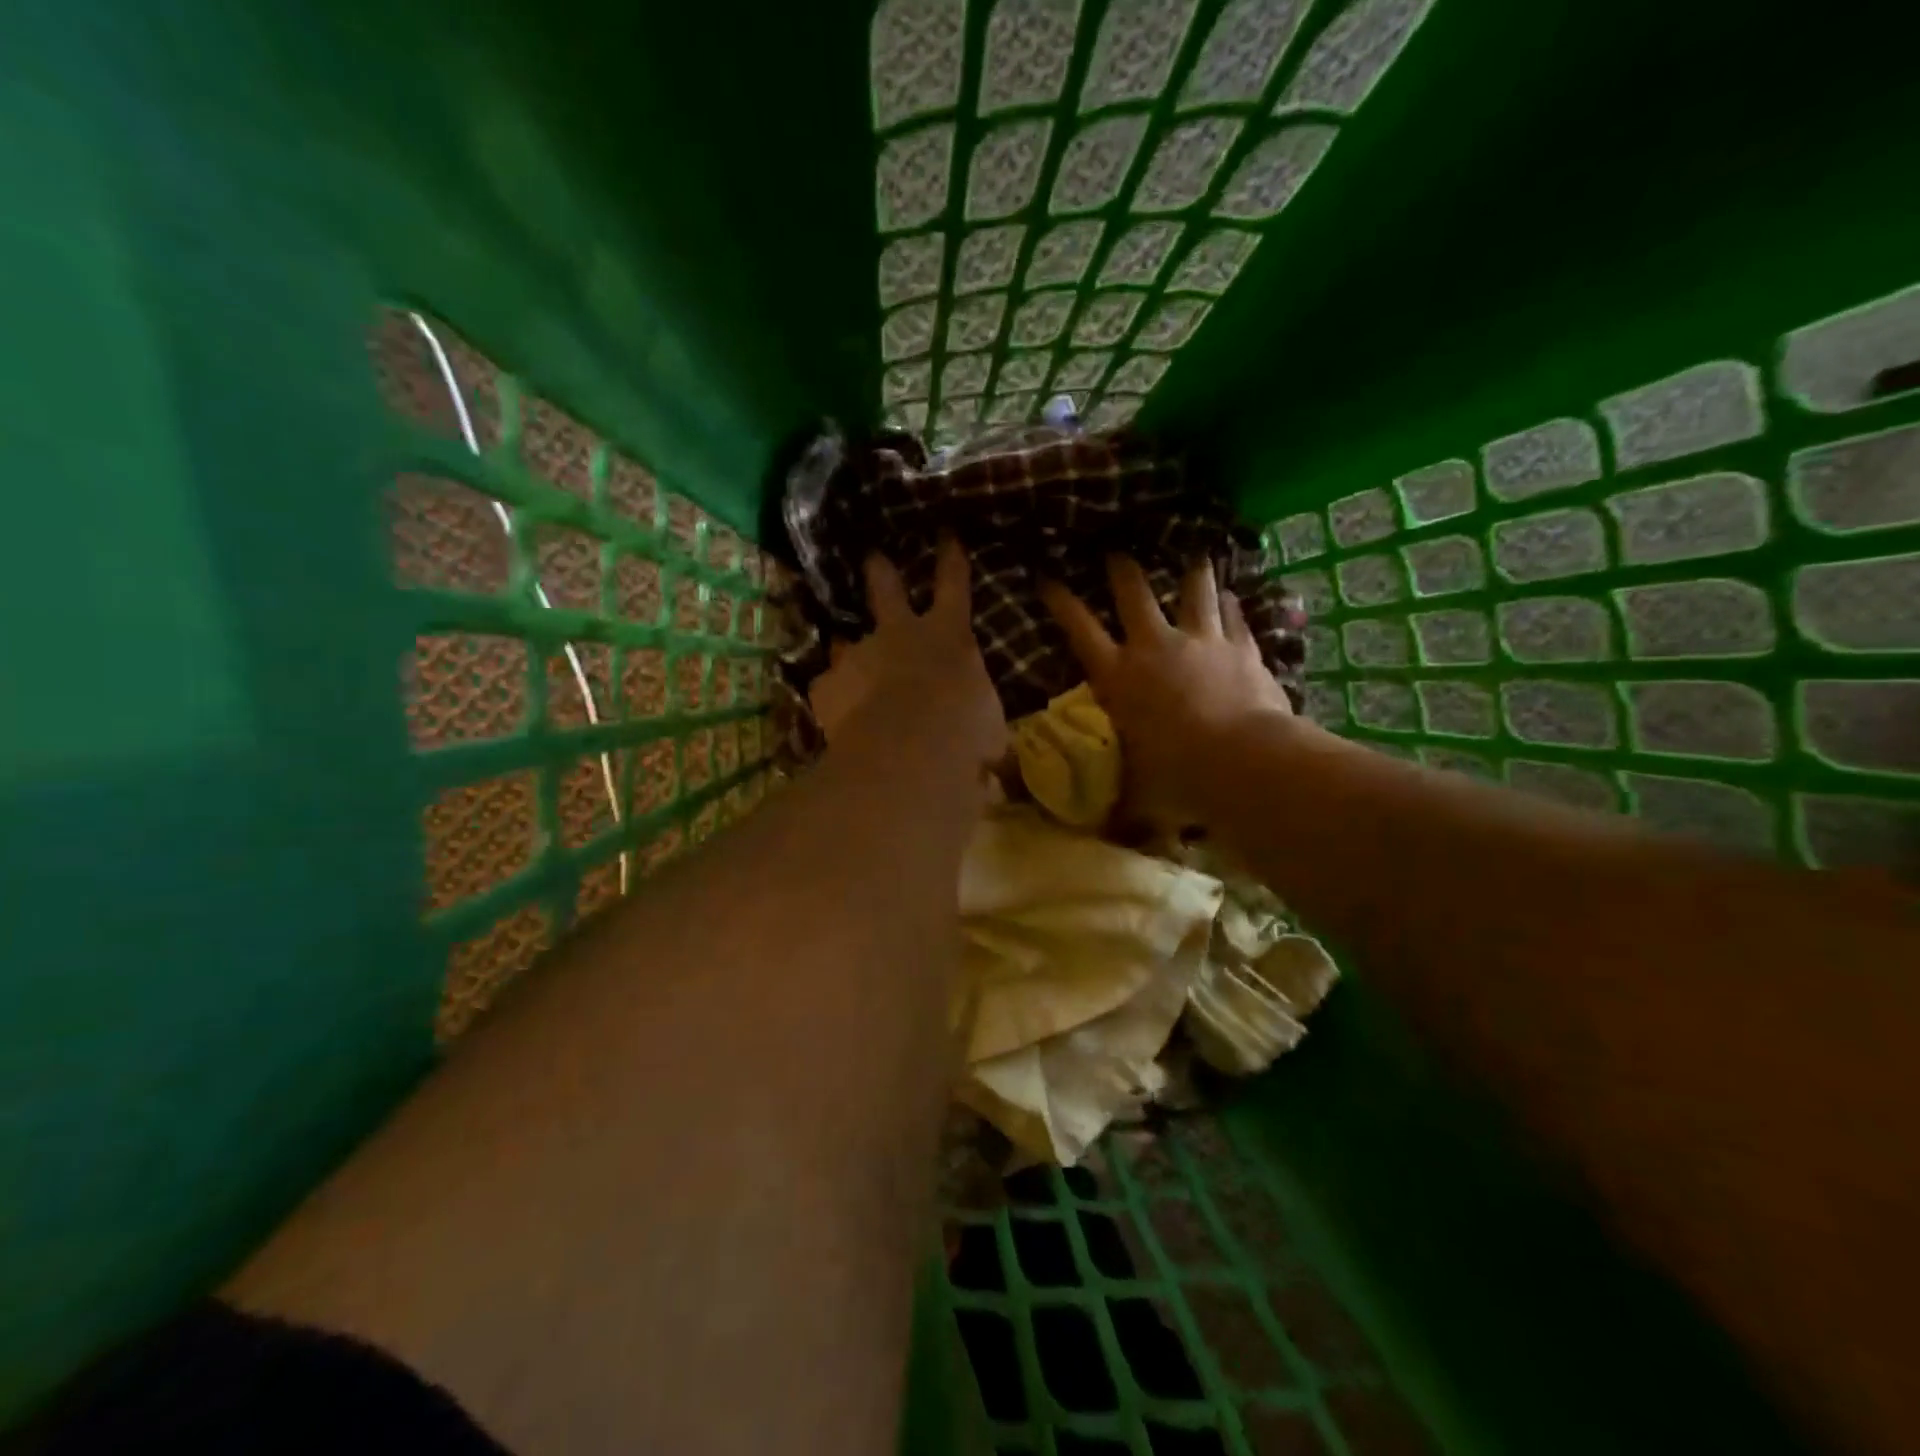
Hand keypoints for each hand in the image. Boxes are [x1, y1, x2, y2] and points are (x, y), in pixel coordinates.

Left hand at [807, 536, 1007, 771]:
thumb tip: (992, 764)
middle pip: (886, 589)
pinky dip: (831, 698)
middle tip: (872, 557)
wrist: (911, 750)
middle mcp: (900, 634)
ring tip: (843, 657)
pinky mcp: (827, 686)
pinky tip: (833, 715)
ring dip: (847, 648)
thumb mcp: (988, 733)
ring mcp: (858, 656)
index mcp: (949, 637)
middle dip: (880, 571)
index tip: (946, 533)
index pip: (954, 585)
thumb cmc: (965, 734)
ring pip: (846, 640)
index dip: (951, 558)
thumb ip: (980, 733)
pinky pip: (826, 688)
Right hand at [1041, 556, 1294, 829]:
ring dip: (1192, 570)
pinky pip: (1234, 614)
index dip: (1060, 600)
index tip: (1046, 576)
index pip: (1078, 628)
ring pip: (1193, 589)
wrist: (1242, 764)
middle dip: (1123, 568)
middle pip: (1134, 592)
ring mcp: (1202, 641)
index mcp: (1118, 677)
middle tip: (1118, 551)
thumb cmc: (1176, 779)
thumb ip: (1120, 807)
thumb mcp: (1136, 794)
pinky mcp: (1241, 647)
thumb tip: (1105, 837)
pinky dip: (1232, 604)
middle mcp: (1154, 647)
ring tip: (1193, 553)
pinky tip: (1234, 595)